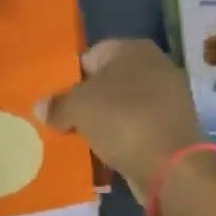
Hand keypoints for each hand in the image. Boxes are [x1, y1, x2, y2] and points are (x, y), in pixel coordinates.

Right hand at [36, 39, 205, 191]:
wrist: (172, 166)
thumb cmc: (122, 120)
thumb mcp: (78, 107)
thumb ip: (57, 104)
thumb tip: (42, 108)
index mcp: (135, 49)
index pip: (92, 55)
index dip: (71, 77)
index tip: (56, 100)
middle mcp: (156, 66)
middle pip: (109, 81)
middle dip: (88, 101)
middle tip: (64, 121)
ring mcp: (169, 98)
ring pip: (123, 106)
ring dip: (104, 121)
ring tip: (81, 139)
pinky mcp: (173, 128)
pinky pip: (137, 128)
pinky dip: (122, 137)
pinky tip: (106, 152)